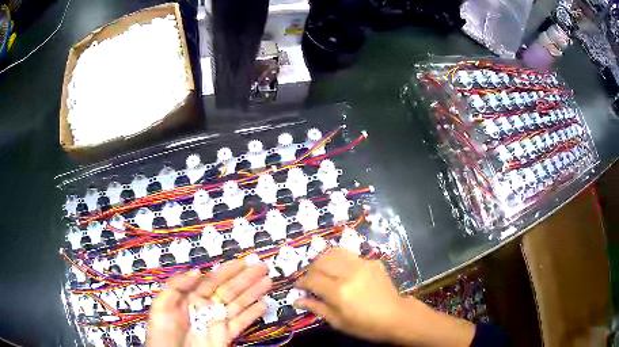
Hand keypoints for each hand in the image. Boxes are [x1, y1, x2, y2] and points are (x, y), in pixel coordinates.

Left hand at [147, 260, 271, 346]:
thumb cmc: (162, 332)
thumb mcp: (162, 305)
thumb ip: (177, 286)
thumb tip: (197, 271)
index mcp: (191, 298)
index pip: (212, 280)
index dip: (227, 270)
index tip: (242, 261)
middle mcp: (207, 307)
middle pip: (229, 290)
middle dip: (245, 278)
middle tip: (262, 267)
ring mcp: (217, 321)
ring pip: (238, 304)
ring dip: (253, 292)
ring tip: (267, 281)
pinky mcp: (226, 335)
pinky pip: (241, 323)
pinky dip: (253, 314)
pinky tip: (263, 304)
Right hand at [294, 248, 474, 346]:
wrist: (396, 317)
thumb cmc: (365, 325)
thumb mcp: (338, 322)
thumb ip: (316, 307)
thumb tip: (296, 300)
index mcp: (340, 291)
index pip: (312, 279)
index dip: (301, 282)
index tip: (299, 287)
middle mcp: (350, 273)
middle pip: (321, 261)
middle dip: (311, 270)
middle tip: (311, 280)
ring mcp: (363, 264)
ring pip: (335, 252)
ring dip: (324, 260)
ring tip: (324, 272)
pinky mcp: (373, 261)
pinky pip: (350, 256)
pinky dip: (341, 261)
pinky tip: (343, 272)